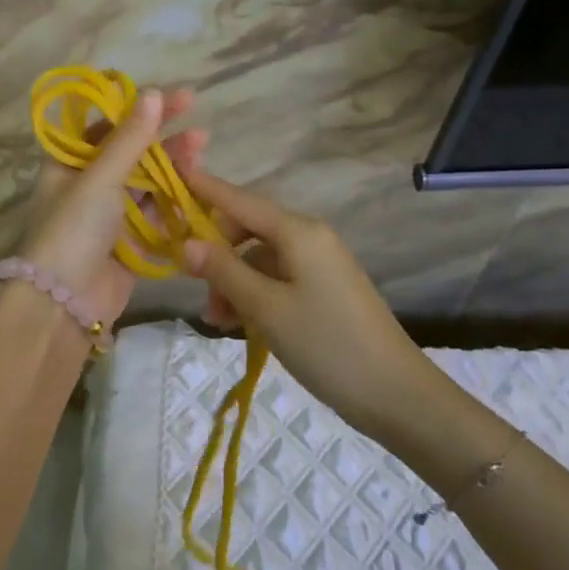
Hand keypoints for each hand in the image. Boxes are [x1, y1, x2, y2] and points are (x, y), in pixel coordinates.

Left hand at [18, 87, 204, 324]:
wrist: (62, 304)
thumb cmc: (73, 230)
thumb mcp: (100, 178)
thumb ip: (129, 138)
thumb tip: (152, 93)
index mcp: (70, 162)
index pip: (110, 125)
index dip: (142, 110)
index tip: (179, 99)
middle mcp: (88, 184)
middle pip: (133, 154)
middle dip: (165, 141)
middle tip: (201, 132)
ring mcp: (109, 215)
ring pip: (147, 184)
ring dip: (174, 170)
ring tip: (203, 154)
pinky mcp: (128, 243)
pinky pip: (155, 216)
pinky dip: (175, 204)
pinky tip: (199, 192)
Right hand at [181, 168, 429, 438]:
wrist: (396, 394)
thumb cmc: (326, 344)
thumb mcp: (266, 308)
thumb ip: (223, 270)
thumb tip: (185, 242)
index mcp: (298, 231)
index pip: (240, 199)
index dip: (204, 188)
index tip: (172, 175)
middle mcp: (308, 237)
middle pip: (247, 229)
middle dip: (217, 255)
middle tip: (197, 291)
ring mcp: (318, 263)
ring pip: (259, 258)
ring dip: (233, 282)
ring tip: (219, 321)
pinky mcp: (323, 288)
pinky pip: (276, 278)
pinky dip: (254, 294)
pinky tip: (241, 324)